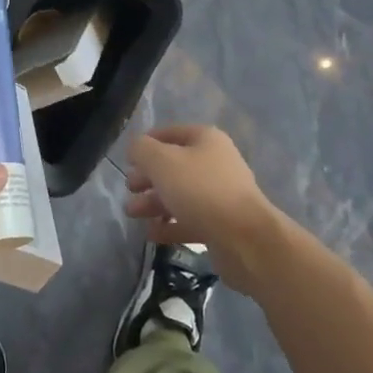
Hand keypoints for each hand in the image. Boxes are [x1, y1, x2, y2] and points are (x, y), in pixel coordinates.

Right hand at [124, 125, 284, 291]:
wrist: (245, 239)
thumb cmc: (200, 190)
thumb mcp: (162, 161)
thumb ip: (141, 150)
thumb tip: (135, 148)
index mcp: (206, 140)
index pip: (170, 133)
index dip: (146, 143)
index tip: (127, 159)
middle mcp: (215, 163)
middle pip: (173, 166)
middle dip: (147, 177)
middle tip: (129, 188)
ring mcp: (220, 196)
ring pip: (180, 195)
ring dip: (154, 202)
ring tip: (132, 213)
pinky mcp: (221, 225)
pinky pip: (189, 220)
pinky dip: (169, 225)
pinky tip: (151, 234)